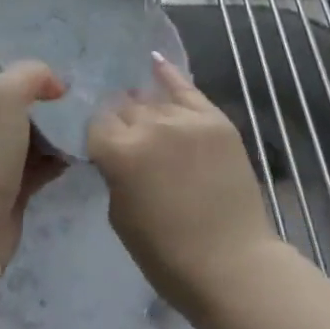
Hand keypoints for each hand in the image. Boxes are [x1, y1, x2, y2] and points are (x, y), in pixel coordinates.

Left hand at [0, 37, 68, 267]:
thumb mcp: (3, 94)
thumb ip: (31, 73)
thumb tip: (54, 84)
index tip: (32, 26)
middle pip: (4, 85)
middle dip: (35, 74)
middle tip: (72, 61)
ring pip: (25, 122)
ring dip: (52, 114)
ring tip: (87, 96)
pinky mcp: (9, 182)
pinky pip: (39, 158)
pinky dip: (59, 151)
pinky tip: (85, 138)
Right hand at [88, 53, 281, 318]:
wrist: (233, 265)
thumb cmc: (167, 256)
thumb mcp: (120, 216)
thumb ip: (114, 173)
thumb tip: (116, 150)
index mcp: (119, 152)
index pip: (96, 124)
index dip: (99, 137)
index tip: (103, 148)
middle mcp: (149, 125)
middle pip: (123, 107)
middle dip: (121, 121)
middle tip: (127, 139)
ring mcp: (185, 118)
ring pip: (152, 100)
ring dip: (145, 109)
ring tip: (144, 117)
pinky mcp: (214, 119)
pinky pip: (186, 88)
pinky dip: (169, 75)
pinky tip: (155, 62)